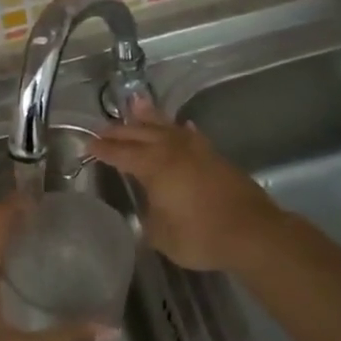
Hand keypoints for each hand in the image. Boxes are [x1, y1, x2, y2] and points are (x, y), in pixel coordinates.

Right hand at [92, 104, 285, 271]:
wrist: (252, 232)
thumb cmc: (201, 236)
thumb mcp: (162, 235)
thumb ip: (151, 218)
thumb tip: (151, 209)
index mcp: (154, 166)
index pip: (121, 154)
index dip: (103, 150)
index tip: (88, 145)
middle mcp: (173, 151)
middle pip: (140, 134)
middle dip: (119, 131)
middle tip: (102, 129)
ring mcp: (197, 151)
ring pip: (166, 127)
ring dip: (148, 118)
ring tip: (135, 105)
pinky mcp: (215, 157)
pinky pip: (190, 135)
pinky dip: (180, 129)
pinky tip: (181, 126)